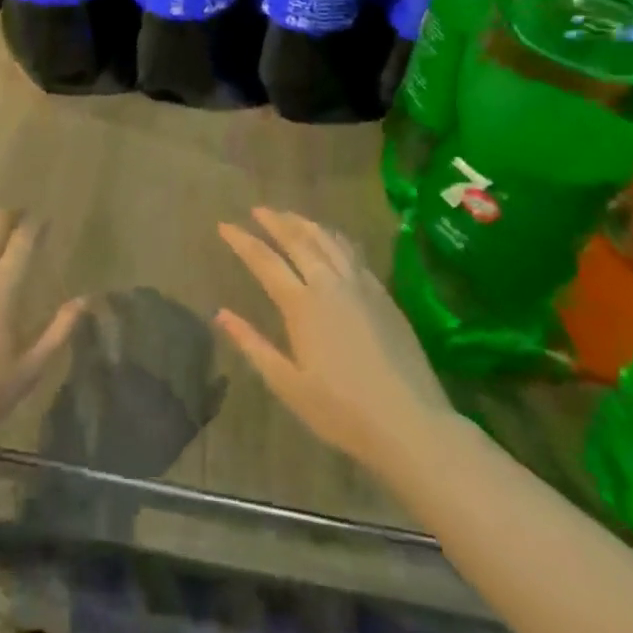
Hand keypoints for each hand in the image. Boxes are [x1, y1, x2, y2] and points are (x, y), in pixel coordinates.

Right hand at [215, 208, 452, 480]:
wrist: (411, 423)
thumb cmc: (342, 411)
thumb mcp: (287, 384)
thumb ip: (252, 344)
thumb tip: (220, 314)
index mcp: (301, 305)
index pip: (264, 260)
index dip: (242, 240)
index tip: (224, 225)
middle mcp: (330, 284)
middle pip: (298, 240)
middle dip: (274, 221)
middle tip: (257, 209)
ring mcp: (360, 285)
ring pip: (328, 240)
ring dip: (304, 224)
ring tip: (289, 216)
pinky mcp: (383, 294)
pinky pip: (352, 252)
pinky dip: (334, 238)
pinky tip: (330, 239)